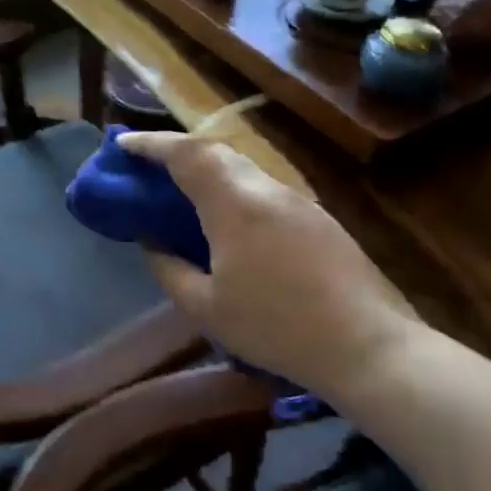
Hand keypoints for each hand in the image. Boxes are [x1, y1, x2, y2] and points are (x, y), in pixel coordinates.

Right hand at [116, 130, 415, 397]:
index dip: (151, 144)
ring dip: (206, 168)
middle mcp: (267, 190)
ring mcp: (297, 201)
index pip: (186, 155)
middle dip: (176, 150)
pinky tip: (225, 217)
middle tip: (147, 165)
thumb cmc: (277, 328)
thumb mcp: (206, 308)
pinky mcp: (317, 217)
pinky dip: (232, 187)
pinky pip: (262, 188)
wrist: (368, 346)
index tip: (122, 144)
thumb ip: (169, 268)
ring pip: (242, 168)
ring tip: (181, 188)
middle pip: (216, 151)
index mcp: (235, 205)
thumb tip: (151, 242)